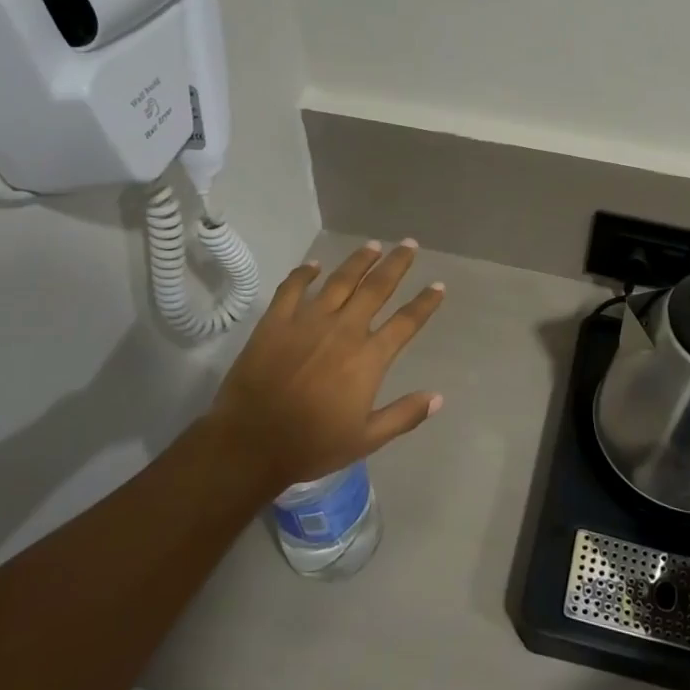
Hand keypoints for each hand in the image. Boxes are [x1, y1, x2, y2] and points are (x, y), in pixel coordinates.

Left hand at [207, 240, 445, 491]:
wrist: (251, 443)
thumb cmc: (312, 445)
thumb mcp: (366, 439)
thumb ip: (404, 415)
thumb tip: (439, 397)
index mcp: (368, 358)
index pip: (406, 322)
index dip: (425, 303)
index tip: (438, 285)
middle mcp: (344, 330)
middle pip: (376, 288)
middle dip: (396, 264)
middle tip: (409, 244)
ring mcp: (308, 321)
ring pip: (340, 281)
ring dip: (359, 261)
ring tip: (373, 245)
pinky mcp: (276, 321)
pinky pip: (293, 288)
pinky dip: (305, 273)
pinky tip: (314, 265)